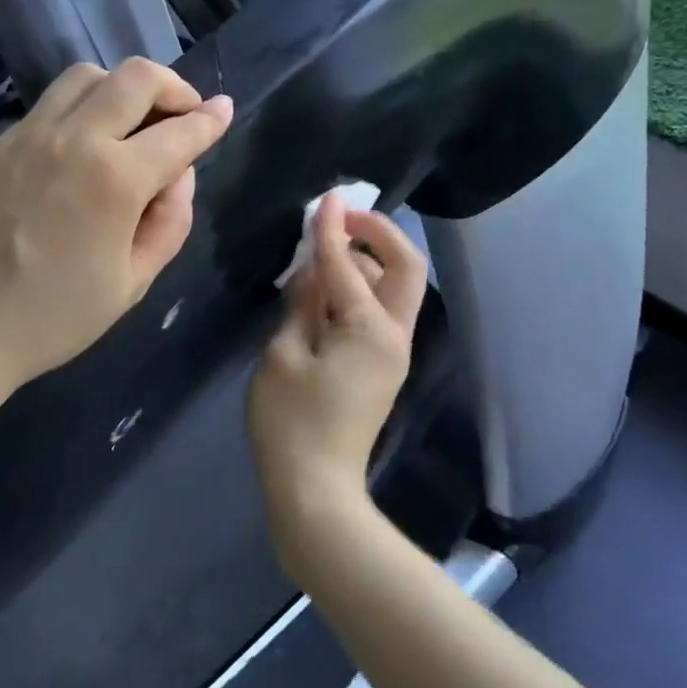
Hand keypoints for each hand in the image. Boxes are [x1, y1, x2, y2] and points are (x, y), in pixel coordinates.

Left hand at [0, 58, 232, 398]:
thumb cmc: (50, 320)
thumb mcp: (129, 285)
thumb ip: (168, 224)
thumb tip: (178, 178)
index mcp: (114, 179)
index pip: (179, 132)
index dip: (210, 120)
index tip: (224, 111)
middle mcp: (72, 139)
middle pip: (134, 77)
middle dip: (173, 86)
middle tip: (184, 112)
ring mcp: (26, 136)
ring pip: (85, 76)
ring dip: (121, 87)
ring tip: (132, 122)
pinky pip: (48, 107)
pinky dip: (80, 111)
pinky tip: (80, 151)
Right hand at [247, 194, 428, 547]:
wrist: (315, 490)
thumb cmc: (290, 423)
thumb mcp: (282, 355)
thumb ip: (301, 305)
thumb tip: (313, 270)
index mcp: (369, 330)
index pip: (347, 264)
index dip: (332, 229)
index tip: (326, 197)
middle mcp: (394, 335)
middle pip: (404, 268)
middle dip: (378, 234)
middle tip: (341, 218)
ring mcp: (392, 353)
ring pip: (395, 288)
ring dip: (369, 260)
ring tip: (327, 248)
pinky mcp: (382, 367)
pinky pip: (380, 312)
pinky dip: (361, 289)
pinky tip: (328, 287)